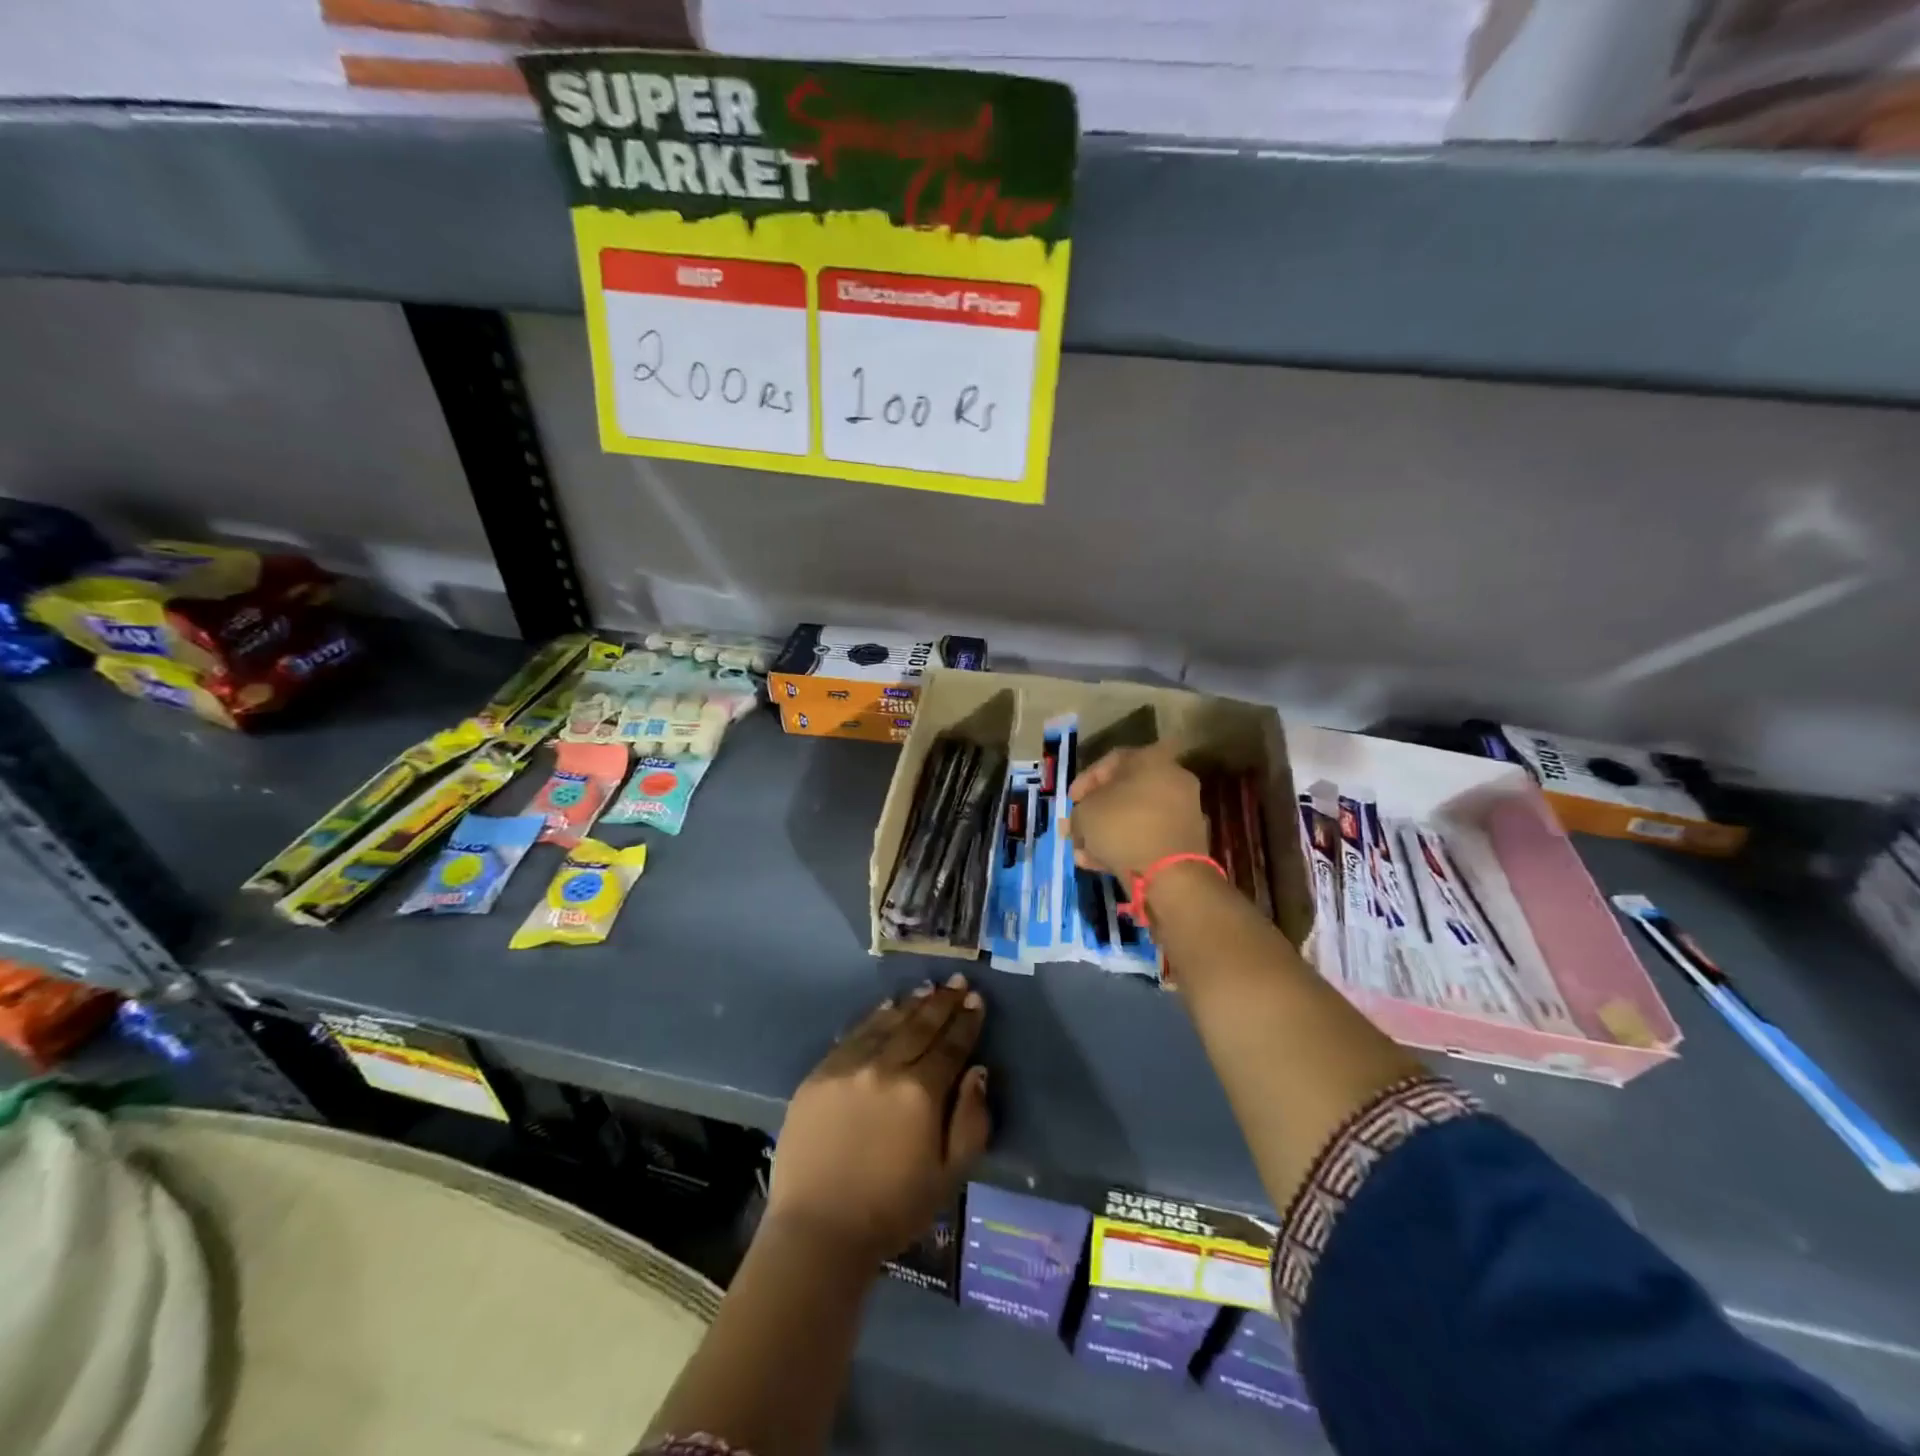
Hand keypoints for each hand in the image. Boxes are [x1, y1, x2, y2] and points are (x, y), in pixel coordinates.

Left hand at [767, 975, 991, 1264]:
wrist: (817, 1231)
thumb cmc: (892, 1210)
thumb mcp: (949, 1175)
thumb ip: (971, 1120)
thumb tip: (978, 1071)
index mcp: (921, 1093)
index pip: (950, 1046)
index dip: (966, 1021)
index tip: (976, 999)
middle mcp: (885, 1068)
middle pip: (919, 1026)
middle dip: (941, 1003)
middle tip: (956, 982)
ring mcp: (848, 1067)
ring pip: (886, 1024)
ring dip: (910, 1004)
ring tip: (926, 989)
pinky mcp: (819, 1074)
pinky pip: (853, 1035)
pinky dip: (873, 1018)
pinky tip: (885, 1008)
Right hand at [1068, 742, 1209, 881]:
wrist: (1171, 873)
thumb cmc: (1124, 827)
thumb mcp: (1085, 814)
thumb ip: (1078, 812)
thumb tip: (1079, 821)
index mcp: (1152, 759)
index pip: (1110, 761)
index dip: (1084, 781)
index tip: (1070, 802)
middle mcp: (1172, 779)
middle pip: (1123, 793)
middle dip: (1094, 813)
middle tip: (1075, 828)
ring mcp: (1183, 811)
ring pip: (1134, 818)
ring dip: (1106, 833)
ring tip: (1082, 852)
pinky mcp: (1185, 841)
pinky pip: (1148, 837)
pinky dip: (1125, 846)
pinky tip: (1100, 863)